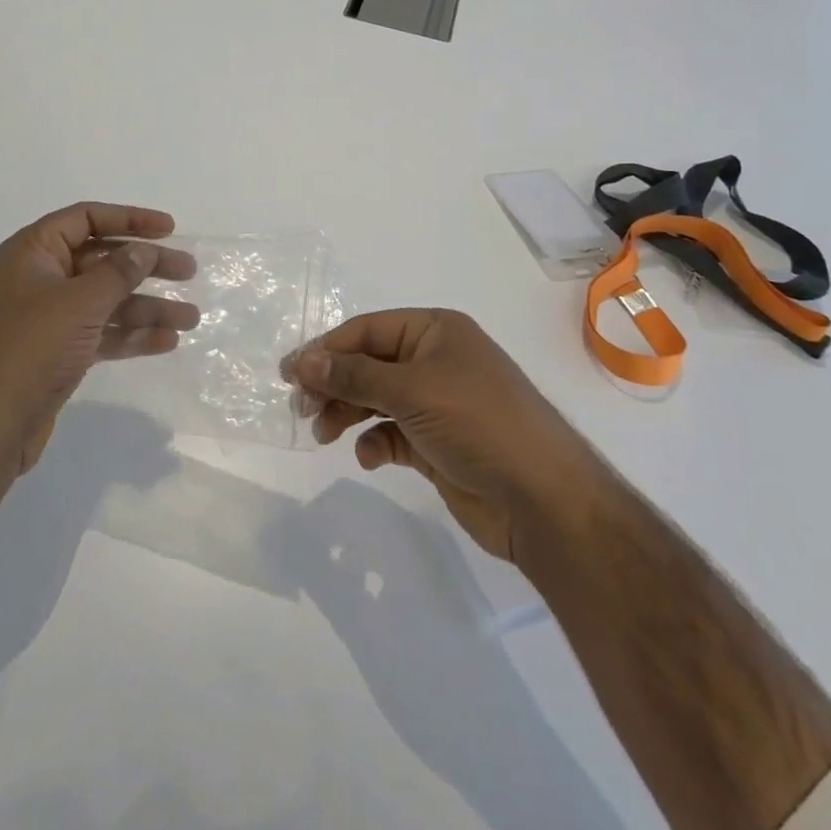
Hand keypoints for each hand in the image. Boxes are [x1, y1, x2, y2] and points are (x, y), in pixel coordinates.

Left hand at [0, 203, 198, 476]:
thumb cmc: (30, 348)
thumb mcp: (79, 302)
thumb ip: (118, 272)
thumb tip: (144, 250)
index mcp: (33, 252)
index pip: (86, 218)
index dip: (129, 218)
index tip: (169, 229)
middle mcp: (40, 278)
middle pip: (103, 260)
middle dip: (147, 266)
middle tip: (189, 272)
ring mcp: (49, 318)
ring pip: (107, 301)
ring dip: (148, 307)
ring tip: (191, 318)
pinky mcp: (58, 353)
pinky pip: (102, 332)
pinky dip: (131, 335)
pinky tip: (166, 342)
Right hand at [282, 309, 588, 560]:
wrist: (542, 499)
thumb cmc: (477, 423)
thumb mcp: (411, 389)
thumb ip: (352, 374)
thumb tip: (302, 359)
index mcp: (435, 331)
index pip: (367, 330)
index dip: (326, 349)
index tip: (288, 374)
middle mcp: (436, 361)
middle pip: (368, 364)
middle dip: (334, 384)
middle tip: (302, 410)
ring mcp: (438, 403)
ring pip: (376, 400)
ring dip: (347, 414)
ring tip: (323, 435)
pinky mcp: (437, 443)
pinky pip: (392, 434)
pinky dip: (375, 442)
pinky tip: (369, 456)